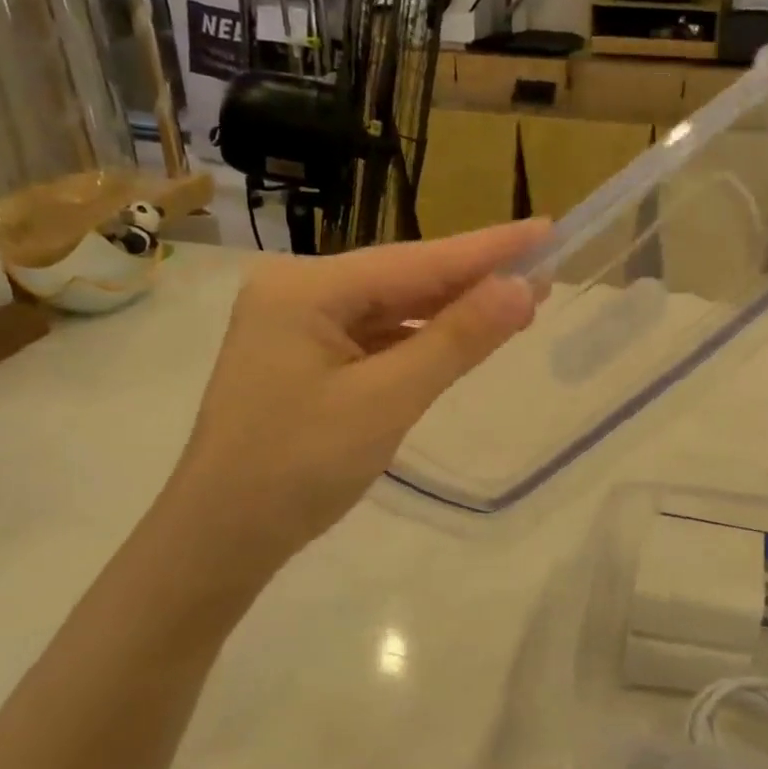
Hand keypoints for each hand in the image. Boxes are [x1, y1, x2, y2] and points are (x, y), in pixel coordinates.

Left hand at [170, 221, 550, 570]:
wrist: (220, 540)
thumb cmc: (299, 468)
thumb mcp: (387, 401)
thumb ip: (456, 340)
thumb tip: (523, 288)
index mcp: (305, 288)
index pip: (416, 260)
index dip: (488, 248)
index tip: (546, 228)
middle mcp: (298, 291)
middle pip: (403, 278)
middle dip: (473, 280)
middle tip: (545, 270)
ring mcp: (297, 325)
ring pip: (391, 309)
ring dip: (450, 312)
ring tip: (517, 304)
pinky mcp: (304, 358)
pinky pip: (375, 337)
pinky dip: (419, 340)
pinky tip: (458, 338)